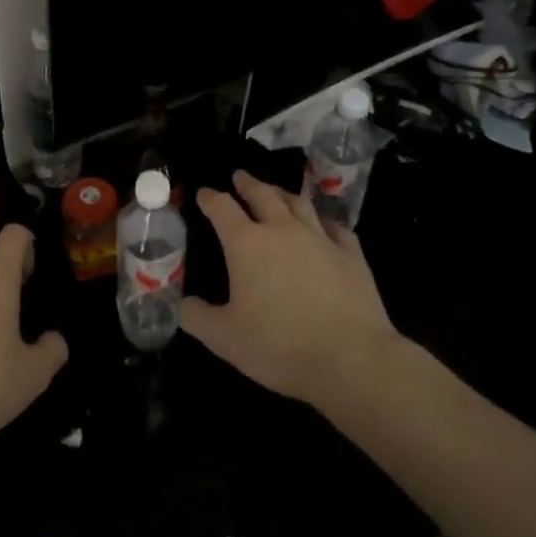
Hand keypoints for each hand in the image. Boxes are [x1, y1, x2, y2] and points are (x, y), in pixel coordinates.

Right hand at [181, 171, 398, 408]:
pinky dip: (324, 222)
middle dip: (248, 183)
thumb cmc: (279, 346)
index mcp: (246, 244)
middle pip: (263, 194)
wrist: (351, 359)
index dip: (210, 198)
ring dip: (283, 194)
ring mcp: (320, 238)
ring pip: (299, 203)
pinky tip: (324, 225)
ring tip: (277, 192)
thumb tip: (184, 304)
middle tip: (240, 177)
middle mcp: (282, 230)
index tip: (203, 193)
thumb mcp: (224, 339)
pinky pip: (335, 227)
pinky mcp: (351, 254)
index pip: (222, 208)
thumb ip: (197, 317)